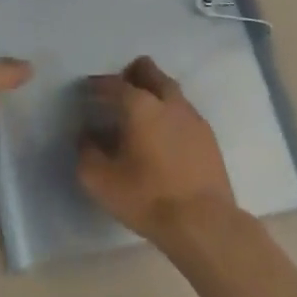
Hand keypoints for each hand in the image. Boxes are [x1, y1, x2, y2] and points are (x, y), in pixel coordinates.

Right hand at [78, 57, 235, 241]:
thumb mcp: (101, 181)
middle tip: (118, 93)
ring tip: (141, 116)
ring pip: (170, 90)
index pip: (114, 83)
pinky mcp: (209, 138)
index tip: (87, 91)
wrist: (205, 226)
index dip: (98, 85)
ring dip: (154, 93)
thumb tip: (86, 137)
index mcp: (140, 105)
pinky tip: (164, 137)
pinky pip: (184, 113)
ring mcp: (193, 118)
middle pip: (149, 71)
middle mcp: (169, 102)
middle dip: (131, 74)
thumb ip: (87, 153)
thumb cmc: (148, 198)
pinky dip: (170, 115)